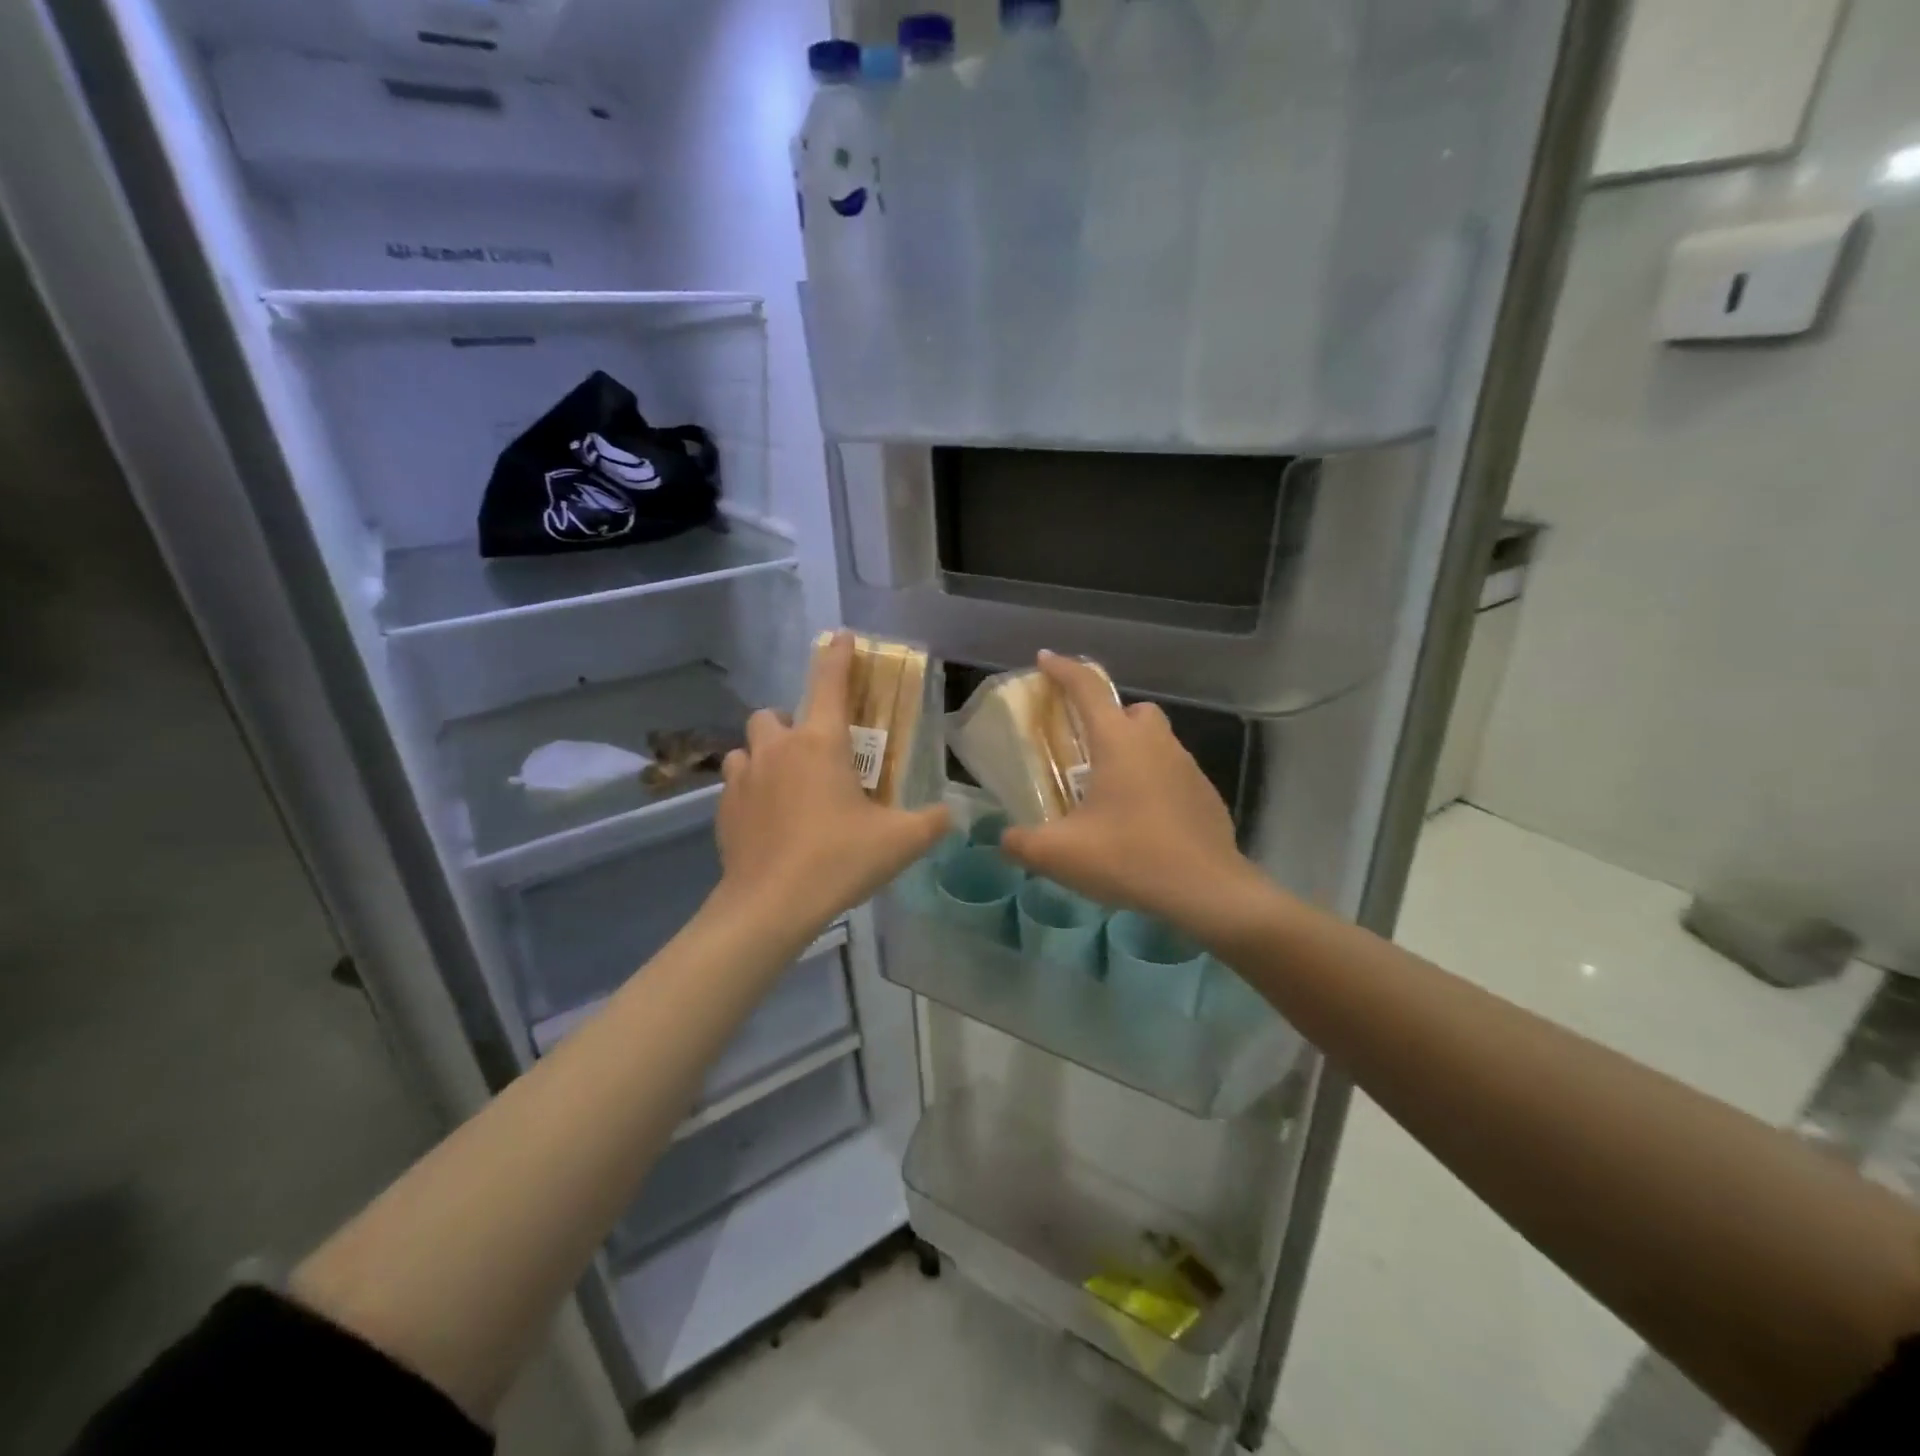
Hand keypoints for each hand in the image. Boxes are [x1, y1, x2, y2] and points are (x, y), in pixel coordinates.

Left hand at [713, 631, 950, 935]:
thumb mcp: (900, 842)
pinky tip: (768, 818)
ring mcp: (743, 777)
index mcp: (821, 743)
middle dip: (791, 723)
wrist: (770, 904)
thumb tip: (951, 814)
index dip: (838, 656)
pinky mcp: (723, 809)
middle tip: (814, 753)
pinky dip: (750, 789)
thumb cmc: (838, 860)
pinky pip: (735, 783)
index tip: (842, 637)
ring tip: (787, 783)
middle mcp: (778, 749)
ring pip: (748, 747)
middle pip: (775, 713)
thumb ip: (932, 822)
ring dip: (766, 755)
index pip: (830, 683)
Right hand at [1000, 651, 1262, 937]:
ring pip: (1155, 740)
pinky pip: (1172, 771)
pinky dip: (1154, 781)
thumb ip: (1022, 843)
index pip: (1087, 688)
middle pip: (1130, 709)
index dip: (1062, 669)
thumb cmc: (1130, 858)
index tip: (1044, 659)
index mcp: (1118, 742)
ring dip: (1132, 751)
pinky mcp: (1205, 793)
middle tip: (1085, 750)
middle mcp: (1155, 743)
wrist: (1207, 891)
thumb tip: (1004, 839)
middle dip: (1107, 717)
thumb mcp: (1060, 855)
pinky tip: (1142, 821)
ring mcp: (1187, 766)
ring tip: (1111, 792)